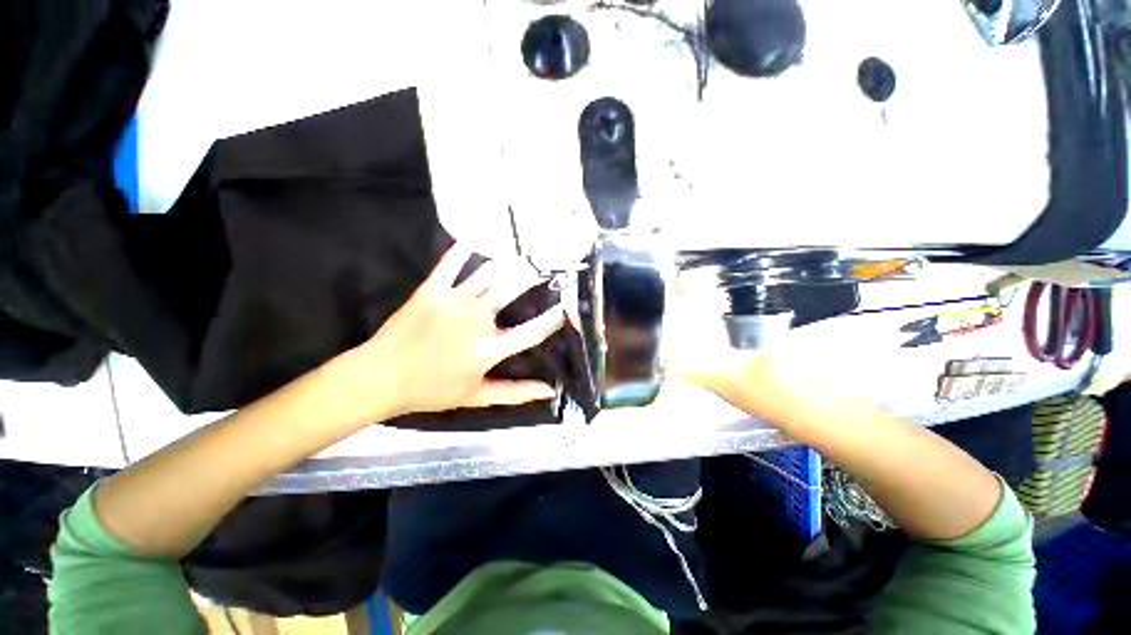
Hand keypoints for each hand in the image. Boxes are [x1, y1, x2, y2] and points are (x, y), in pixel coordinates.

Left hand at [343, 244, 565, 419]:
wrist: (382, 377)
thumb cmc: (432, 390)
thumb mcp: (477, 396)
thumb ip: (515, 392)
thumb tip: (548, 390)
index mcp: (488, 349)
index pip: (529, 332)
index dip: (552, 319)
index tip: (568, 305)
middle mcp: (476, 320)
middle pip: (510, 292)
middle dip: (531, 277)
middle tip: (545, 265)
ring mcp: (454, 301)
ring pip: (488, 275)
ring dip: (507, 262)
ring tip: (521, 253)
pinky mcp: (433, 290)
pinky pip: (451, 264)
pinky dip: (462, 250)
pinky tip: (474, 238)